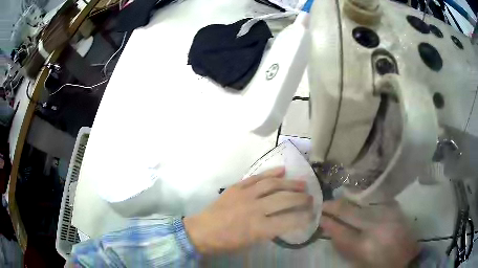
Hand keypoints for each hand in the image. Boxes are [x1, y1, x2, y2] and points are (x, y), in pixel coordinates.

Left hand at [183, 167, 313, 254]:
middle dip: (301, 198)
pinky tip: (282, 170)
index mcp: (258, 228)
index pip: (289, 221)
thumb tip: (284, 220)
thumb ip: (269, 231)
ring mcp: (245, 195)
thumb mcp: (251, 242)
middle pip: (284, 199)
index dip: (303, 217)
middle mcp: (254, 209)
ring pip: (273, 185)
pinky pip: (256, 177)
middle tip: (311, 198)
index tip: (311, 214)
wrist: (202, 231)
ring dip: (290, 183)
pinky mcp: (237, 187)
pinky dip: (270, 173)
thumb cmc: (227, 243)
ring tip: (302, 183)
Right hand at [321, 199, 419, 267]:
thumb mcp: (359, 262)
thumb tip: (331, 230)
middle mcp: (376, 227)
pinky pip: (376, 199)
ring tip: (339, 200)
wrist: (407, 260)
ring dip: (349, 201)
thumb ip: (345, 247)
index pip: (340, 232)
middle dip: (335, 207)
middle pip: (350, 212)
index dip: (328, 223)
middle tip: (324, 204)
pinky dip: (365, 198)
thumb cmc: (380, 264)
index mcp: (364, 246)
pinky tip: (358, 197)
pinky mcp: (395, 209)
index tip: (319, 216)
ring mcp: (387, 215)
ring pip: (363, 203)